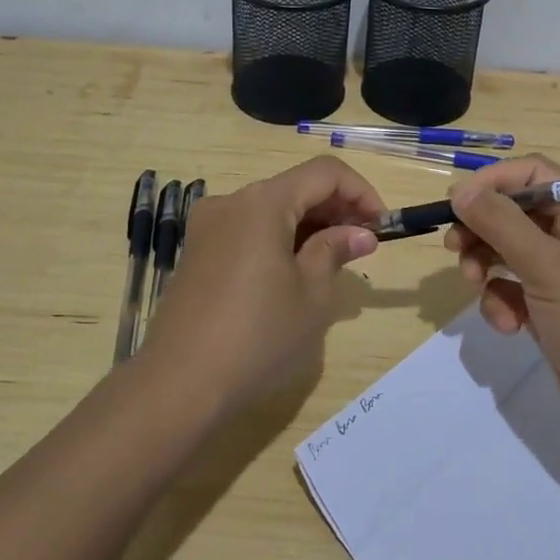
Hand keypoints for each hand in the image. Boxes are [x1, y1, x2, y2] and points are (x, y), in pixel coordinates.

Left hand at [140, 156, 383, 415]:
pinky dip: (280, 238)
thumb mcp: (312, 295)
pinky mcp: (198, 252)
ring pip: (272, 208)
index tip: (381, 226)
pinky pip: (249, 229)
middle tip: (363, 245)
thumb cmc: (257, 337)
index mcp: (263, 202)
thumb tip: (359, 233)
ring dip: (309, 225)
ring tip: (334, 261)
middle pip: (295, 187)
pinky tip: (295, 273)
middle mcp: (232, 202)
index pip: (324, 173)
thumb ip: (335, 251)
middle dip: (335, 209)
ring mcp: (209, 227)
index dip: (360, 192)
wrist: (178, 386)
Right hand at [446, 155, 559, 446]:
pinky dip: (501, 303)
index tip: (458, 200)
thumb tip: (460, 191)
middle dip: (483, 229)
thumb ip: (501, 224)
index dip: (495, 181)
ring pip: (509, 253)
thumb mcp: (547, 266)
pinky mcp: (552, 312)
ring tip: (474, 284)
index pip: (535, 175)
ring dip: (486, 266)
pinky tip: (507, 325)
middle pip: (516, 214)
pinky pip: (513, 291)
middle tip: (454, 247)